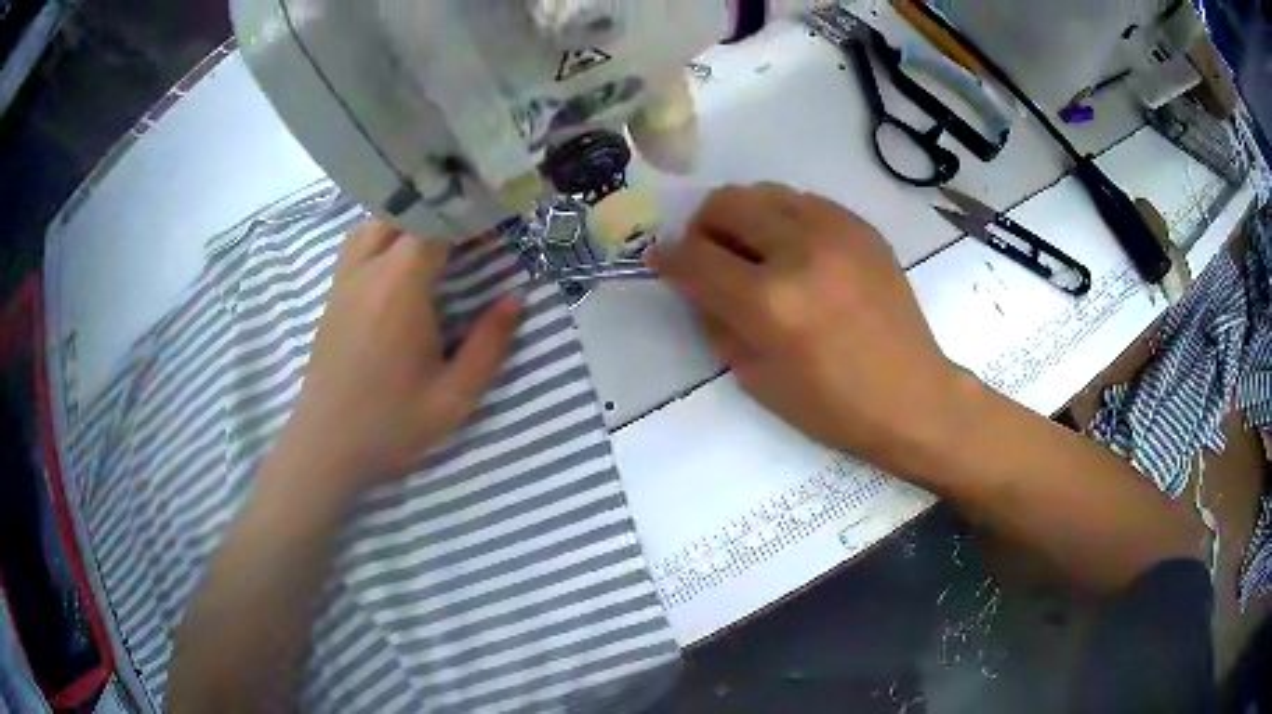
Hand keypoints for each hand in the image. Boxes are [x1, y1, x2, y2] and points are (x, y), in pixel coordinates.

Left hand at [277, 221, 521, 494]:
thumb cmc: (390, 426)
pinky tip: (400, 261)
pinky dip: (384, 236)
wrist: (325, 448)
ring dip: (407, 220)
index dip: (468, 213)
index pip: (435, 224)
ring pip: (375, 224)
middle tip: (473, 228)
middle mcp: (368, 271)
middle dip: (440, 211)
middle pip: (403, 214)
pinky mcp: (333, 297)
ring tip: (437, 236)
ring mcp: (345, 281)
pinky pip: (358, 246)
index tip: (497, 217)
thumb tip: (516, 298)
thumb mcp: (454, 397)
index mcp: (399, 288)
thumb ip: (489, 345)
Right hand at [651, 184, 966, 477]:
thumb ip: (715, 320)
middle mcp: (801, 250)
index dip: (668, 257)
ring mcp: (837, 231)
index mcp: (770, 302)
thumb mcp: (756, 378)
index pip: (695, 257)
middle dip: (704, 227)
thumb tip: (694, 282)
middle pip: (726, 203)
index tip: (662, 260)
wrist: (912, 396)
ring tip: (756, 253)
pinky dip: (785, 220)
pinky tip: (797, 254)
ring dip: (745, 218)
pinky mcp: (862, 227)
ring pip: (764, 192)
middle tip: (710, 256)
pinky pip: (804, 202)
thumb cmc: (832, 406)